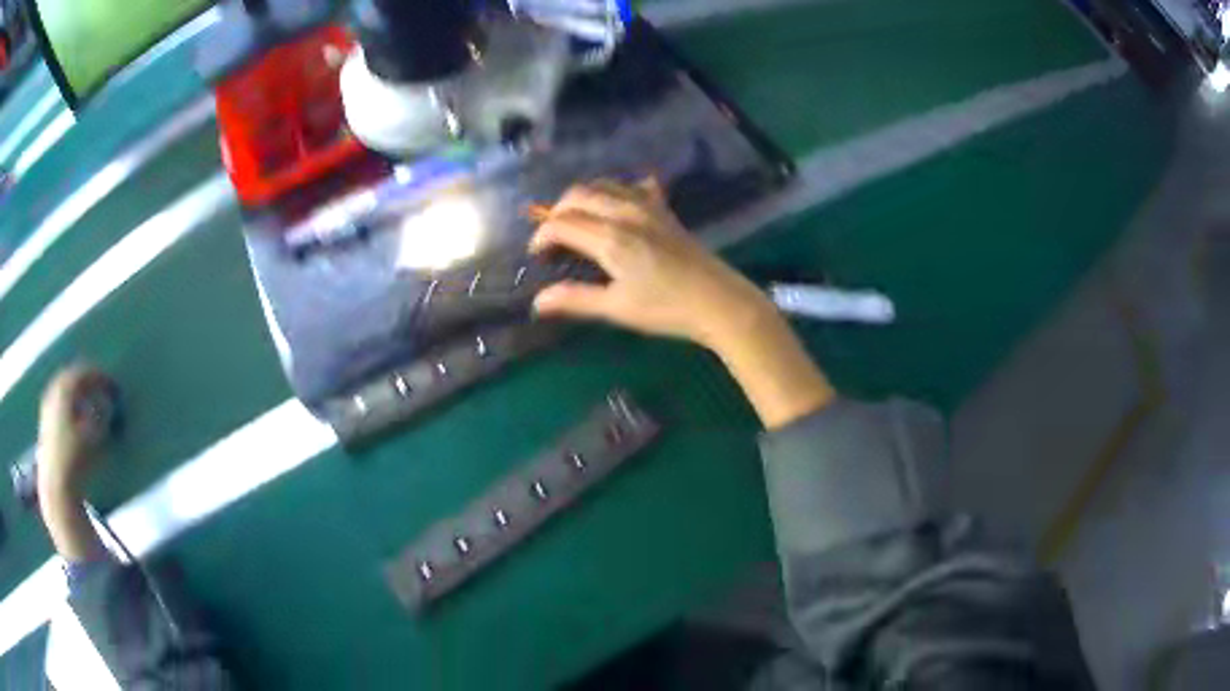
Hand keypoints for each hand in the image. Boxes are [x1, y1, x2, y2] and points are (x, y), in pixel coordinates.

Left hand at [38, 365, 108, 496]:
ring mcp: (47, 407)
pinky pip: (59, 406)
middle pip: (72, 378)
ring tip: (91, 406)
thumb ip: (102, 415)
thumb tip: (107, 403)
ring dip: (78, 396)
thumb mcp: (95, 437)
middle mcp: (53, 389)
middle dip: (87, 383)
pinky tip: (78, 422)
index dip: (102, 378)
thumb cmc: (76, 459)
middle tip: (103, 391)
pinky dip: (70, 408)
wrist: (56, 488)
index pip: (85, 372)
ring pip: (64, 392)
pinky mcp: (45, 425)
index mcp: (64, 386)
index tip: (115, 388)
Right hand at [529, 179, 775, 351]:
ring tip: (576, 221)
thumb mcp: (617, 308)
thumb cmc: (666, 309)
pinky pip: (632, 186)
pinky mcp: (663, 209)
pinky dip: (614, 191)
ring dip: (582, 198)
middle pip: (577, 195)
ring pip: (603, 185)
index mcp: (610, 237)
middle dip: (556, 212)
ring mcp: (647, 206)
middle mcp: (624, 212)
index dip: (541, 236)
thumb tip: (538, 301)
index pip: (561, 224)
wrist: (718, 301)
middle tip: (552, 238)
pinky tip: (616, 206)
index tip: (536, 255)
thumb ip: (575, 299)